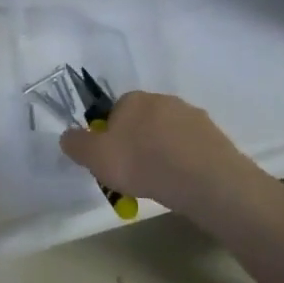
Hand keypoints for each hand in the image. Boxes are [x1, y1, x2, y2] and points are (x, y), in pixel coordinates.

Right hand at [59, 92, 260, 216]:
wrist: (206, 180)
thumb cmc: (142, 163)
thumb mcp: (94, 157)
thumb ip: (75, 144)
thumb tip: (68, 136)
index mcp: (134, 99)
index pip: (114, 112)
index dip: (109, 136)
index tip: (111, 160)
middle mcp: (164, 100)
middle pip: (141, 122)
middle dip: (136, 144)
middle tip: (132, 174)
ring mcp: (193, 117)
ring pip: (167, 136)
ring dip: (160, 153)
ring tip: (159, 183)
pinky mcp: (215, 137)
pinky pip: (190, 149)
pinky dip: (183, 163)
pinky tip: (181, 183)